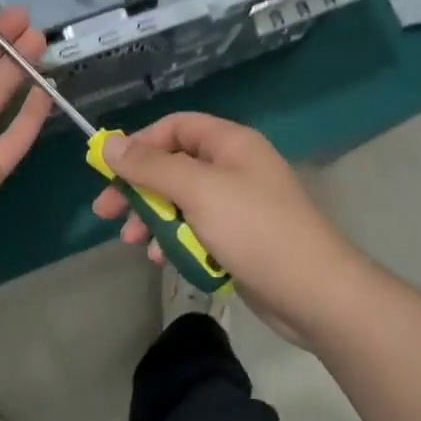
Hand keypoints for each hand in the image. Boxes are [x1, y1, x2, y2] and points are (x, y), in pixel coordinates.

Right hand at [90, 112, 366, 344]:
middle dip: (138, 188)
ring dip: (152, 218)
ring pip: (180, 200)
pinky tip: (162, 259)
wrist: (314, 293)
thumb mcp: (197, 191)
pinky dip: (175, 239)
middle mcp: (233, 167)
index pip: (175, 127)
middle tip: (106, 212)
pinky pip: (195, 229)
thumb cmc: (254, 230)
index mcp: (230, 143)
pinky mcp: (237, 238)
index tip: (109, 170)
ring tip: (132, 243)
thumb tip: (108, 145)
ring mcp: (236, 204)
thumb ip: (150, 167)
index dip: (140, 143)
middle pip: (173, 165)